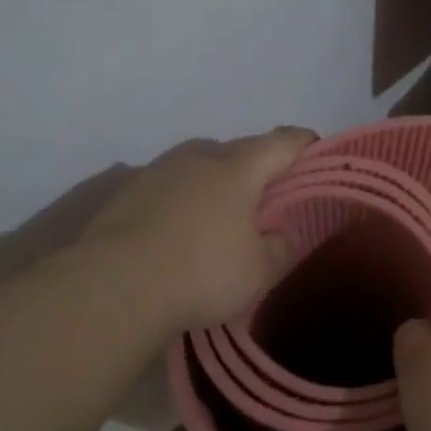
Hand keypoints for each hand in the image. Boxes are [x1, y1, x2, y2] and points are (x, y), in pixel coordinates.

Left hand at [81, 127, 315, 331]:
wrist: (114, 287)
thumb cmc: (201, 274)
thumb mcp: (259, 272)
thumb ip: (281, 248)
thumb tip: (283, 234)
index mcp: (238, 170)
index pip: (282, 142)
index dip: (304, 144)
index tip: (316, 151)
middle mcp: (198, 159)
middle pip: (239, 150)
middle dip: (259, 165)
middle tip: (271, 193)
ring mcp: (157, 171)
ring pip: (199, 165)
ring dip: (216, 180)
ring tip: (223, 211)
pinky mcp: (126, 192)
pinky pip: (168, 186)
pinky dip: (183, 198)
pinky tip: (180, 227)